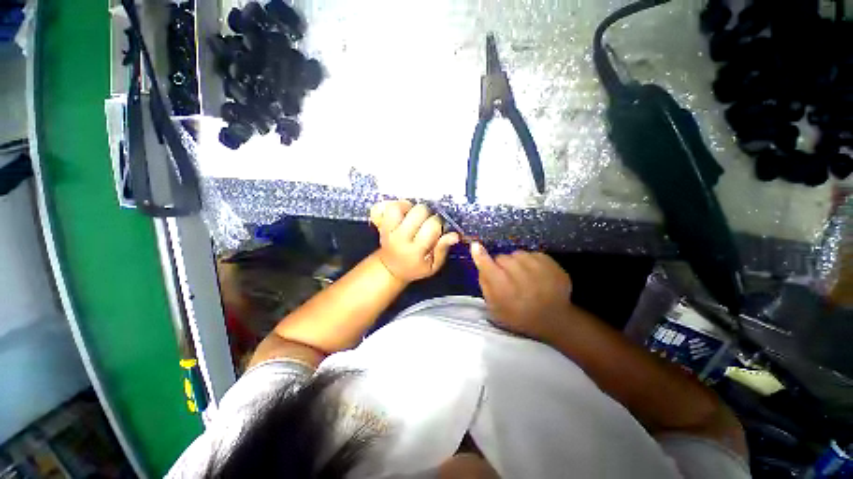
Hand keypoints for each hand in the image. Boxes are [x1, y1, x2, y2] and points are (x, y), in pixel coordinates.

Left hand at [370, 201, 459, 282]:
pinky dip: (400, 206)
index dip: (439, 225)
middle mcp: (401, 237)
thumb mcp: (432, 266)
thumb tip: (455, 235)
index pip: (432, 226)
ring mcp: (389, 229)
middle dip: (428, 214)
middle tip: (427, 223)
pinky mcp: (383, 223)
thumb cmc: (415, 268)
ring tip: (416, 217)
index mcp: (415, 249)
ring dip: (412, 208)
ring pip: (401, 206)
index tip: (438, 231)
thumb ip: (443, 250)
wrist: (390, 268)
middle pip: (419, 211)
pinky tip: (407, 213)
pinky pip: (390, 207)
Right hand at [470, 242, 572, 339]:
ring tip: (522, 275)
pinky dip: (530, 261)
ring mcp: (538, 269)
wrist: (553, 320)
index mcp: (504, 289)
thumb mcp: (495, 308)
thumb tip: (481, 265)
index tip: (475, 245)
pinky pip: (533, 254)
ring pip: (518, 254)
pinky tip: (534, 274)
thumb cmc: (519, 316)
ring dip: (516, 261)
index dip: (480, 255)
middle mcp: (520, 276)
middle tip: (506, 276)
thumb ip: (485, 285)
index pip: (487, 265)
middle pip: (502, 257)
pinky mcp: (552, 264)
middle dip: (501, 264)